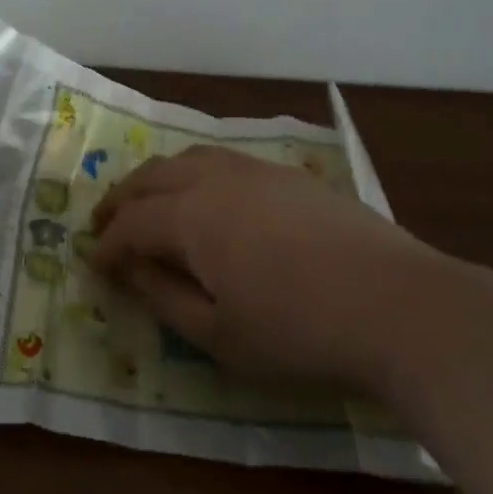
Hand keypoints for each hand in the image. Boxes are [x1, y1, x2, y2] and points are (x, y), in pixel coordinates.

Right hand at [92, 145, 462, 387]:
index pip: (132, 223)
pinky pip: (226, 162)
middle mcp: (217, 179)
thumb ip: (165, 298)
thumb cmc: (299, 332)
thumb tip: (129, 270)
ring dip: (159, 179)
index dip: (108, 245)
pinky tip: (209, 198)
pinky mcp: (292, 177)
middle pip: (153, 177)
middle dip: (122, 200)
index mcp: (192, 216)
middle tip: (105, 224)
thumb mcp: (219, 334)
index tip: (95, 265)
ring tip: (149, 203)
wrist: (398, 306)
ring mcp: (258, 172)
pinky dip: (198, 174)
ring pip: (190, 159)